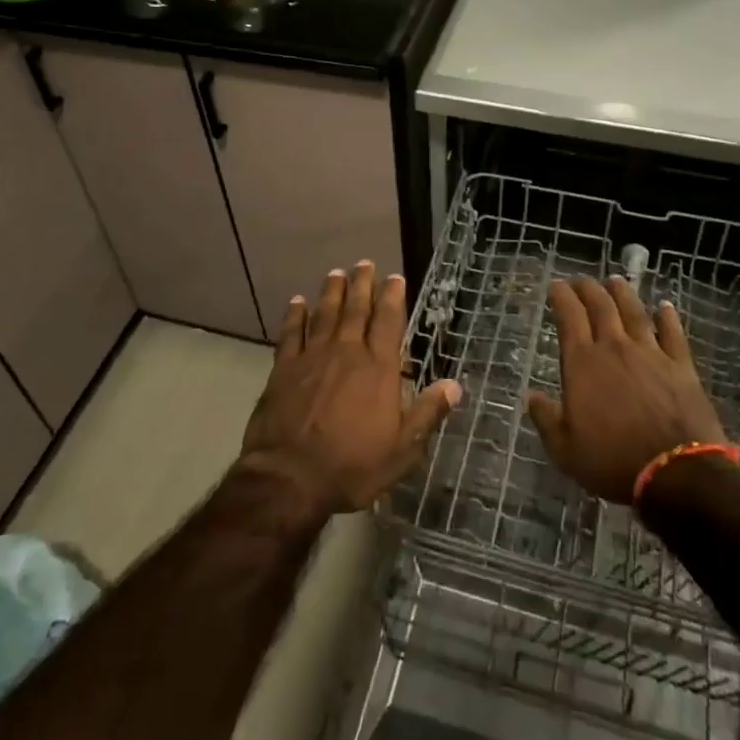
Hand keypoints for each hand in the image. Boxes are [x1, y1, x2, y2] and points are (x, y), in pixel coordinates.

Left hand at [238, 262, 460, 516]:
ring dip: (332, 292)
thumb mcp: (402, 449)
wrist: (290, 477)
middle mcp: (347, 353)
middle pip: (357, 310)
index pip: (389, 323)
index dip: (393, 298)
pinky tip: (297, 302)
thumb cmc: (352, 465)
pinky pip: (291, 334)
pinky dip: (295, 316)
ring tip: (336, 273)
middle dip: (362, 284)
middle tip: (365, 262)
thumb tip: (455, 385)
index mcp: (378, 369)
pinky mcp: (283, 369)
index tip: (395, 277)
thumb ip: (427, 413)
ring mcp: (312, 358)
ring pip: (325, 315)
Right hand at [527, 277, 725, 504]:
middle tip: (581, 280)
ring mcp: (651, 353)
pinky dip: (667, 317)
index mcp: (583, 363)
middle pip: (601, 306)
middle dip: (588, 288)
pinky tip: (664, 306)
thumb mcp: (565, 449)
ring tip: (615, 280)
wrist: (676, 472)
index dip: (561, 297)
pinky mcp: (681, 366)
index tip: (556, 285)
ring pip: (634, 312)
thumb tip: (532, 396)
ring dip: (622, 293)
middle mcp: (615, 348)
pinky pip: (673, 333)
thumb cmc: (613, 461)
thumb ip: (546, 419)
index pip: (569, 317)